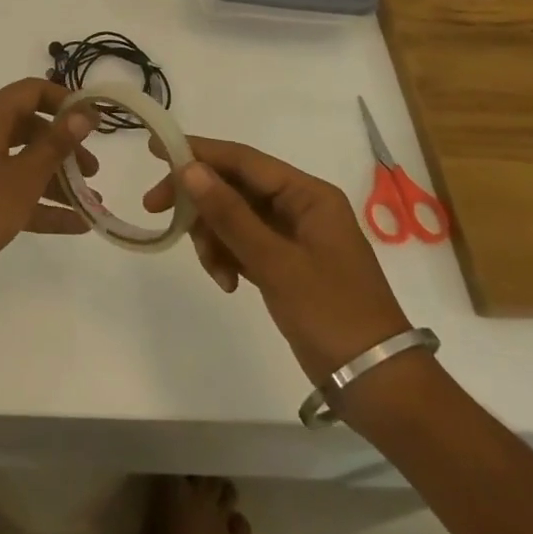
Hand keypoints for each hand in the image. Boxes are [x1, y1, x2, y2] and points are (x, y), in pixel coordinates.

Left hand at [0, 78, 99, 295]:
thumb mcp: (23, 177)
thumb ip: (56, 145)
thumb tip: (83, 113)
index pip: (32, 90)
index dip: (65, 101)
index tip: (93, 122)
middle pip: (30, 128)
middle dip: (64, 148)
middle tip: (92, 172)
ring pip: (21, 161)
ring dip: (56, 180)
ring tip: (91, 204)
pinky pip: (9, 189)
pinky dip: (38, 203)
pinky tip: (73, 225)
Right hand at [144, 136, 410, 381]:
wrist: (377, 384)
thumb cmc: (332, 314)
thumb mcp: (276, 263)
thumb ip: (230, 214)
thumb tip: (189, 168)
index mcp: (307, 195)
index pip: (243, 160)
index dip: (198, 151)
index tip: (155, 148)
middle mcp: (299, 206)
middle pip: (233, 186)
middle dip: (198, 200)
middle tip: (156, 210)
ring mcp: (292, 236)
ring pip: (233, 217)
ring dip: (213, 237)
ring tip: (214, 271)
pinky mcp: (285, 264)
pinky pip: (242, 244)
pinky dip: (227, 257)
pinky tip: (228, 284)